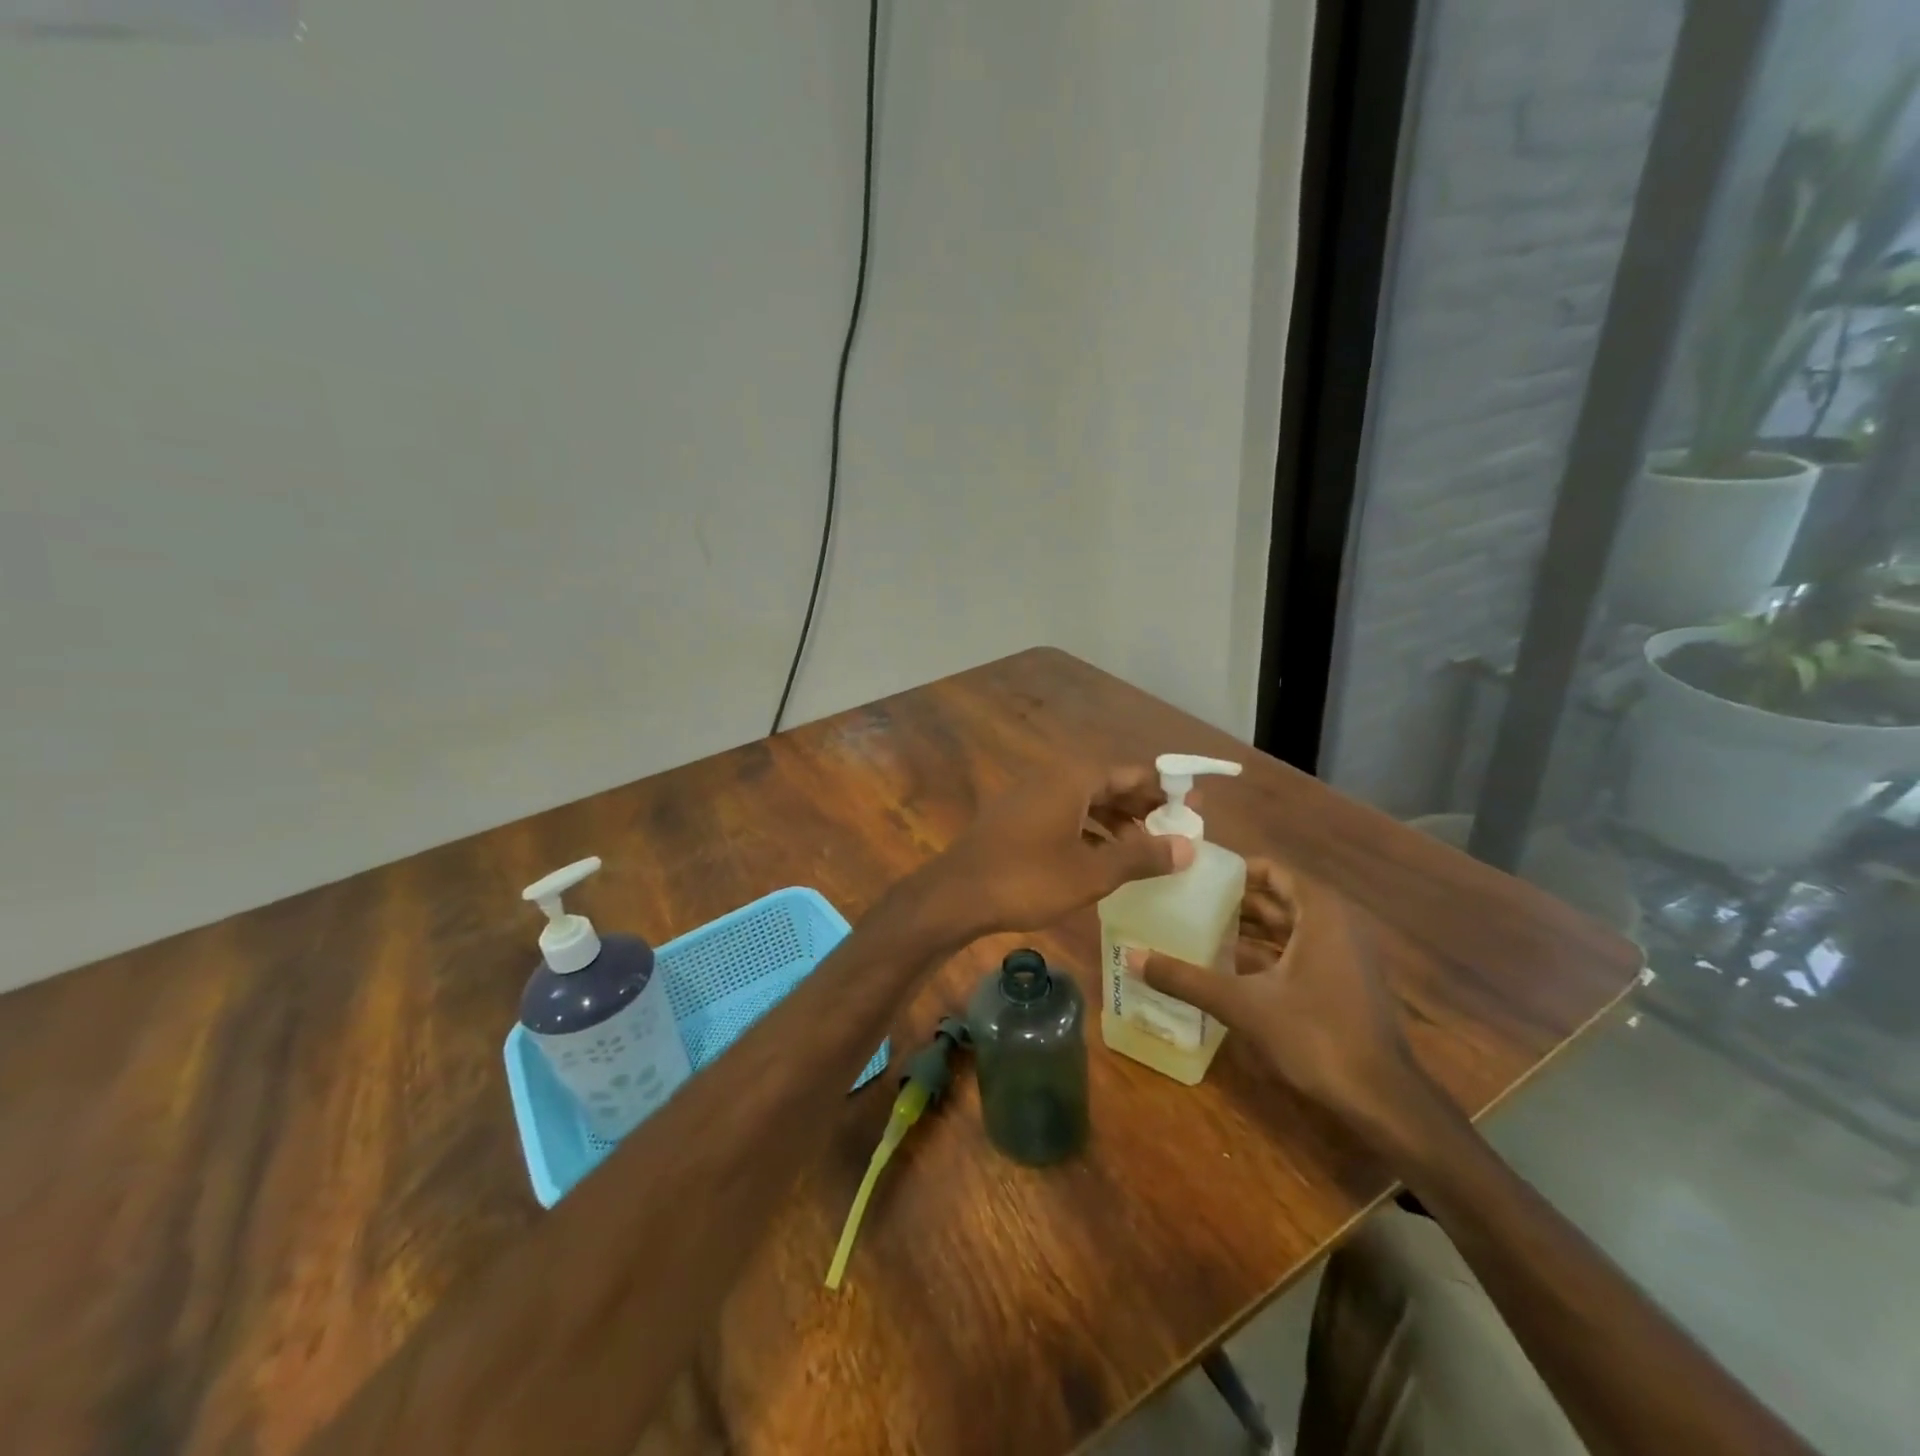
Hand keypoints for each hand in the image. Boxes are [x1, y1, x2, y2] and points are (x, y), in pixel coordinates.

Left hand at [921, 765, 1194, 937]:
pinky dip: (1089, 831)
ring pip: (1085, 802)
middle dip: (1142, 807)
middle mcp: (1052, 779)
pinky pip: (1064, 815)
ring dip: (1116, 821)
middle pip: (1108, 785)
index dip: (1165, 790)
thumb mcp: (1091, 872)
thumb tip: (1188, 847)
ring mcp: (1029, 798)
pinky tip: (1102, 858)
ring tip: (1145, 849)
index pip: (1132, 774)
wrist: (955, 896)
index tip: (1194, 808)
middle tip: (1176, 831)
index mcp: (1073, 779)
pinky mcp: (1015, 820)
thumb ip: (1141, 857)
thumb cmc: (1027, 879)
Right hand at [1138, 858, 1426, 1140]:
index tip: (1194, 875)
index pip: (1273, 871)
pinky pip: (1298, 952)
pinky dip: (1265, 954)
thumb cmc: (1317, 1036)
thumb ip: (1188, 979)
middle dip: (1234, 900)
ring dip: (1248, 929)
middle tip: (1186, 901)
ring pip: (1288, 928)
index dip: (1234, 870)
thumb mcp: (1244, 1004)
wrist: (1383, 1100)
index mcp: (1321, 914)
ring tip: (1198, 929)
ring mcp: (1344, 956)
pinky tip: (1228, 967)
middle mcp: (1337, 925)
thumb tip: (1132, 958)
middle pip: (1278, 898)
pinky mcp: (1343, 983)